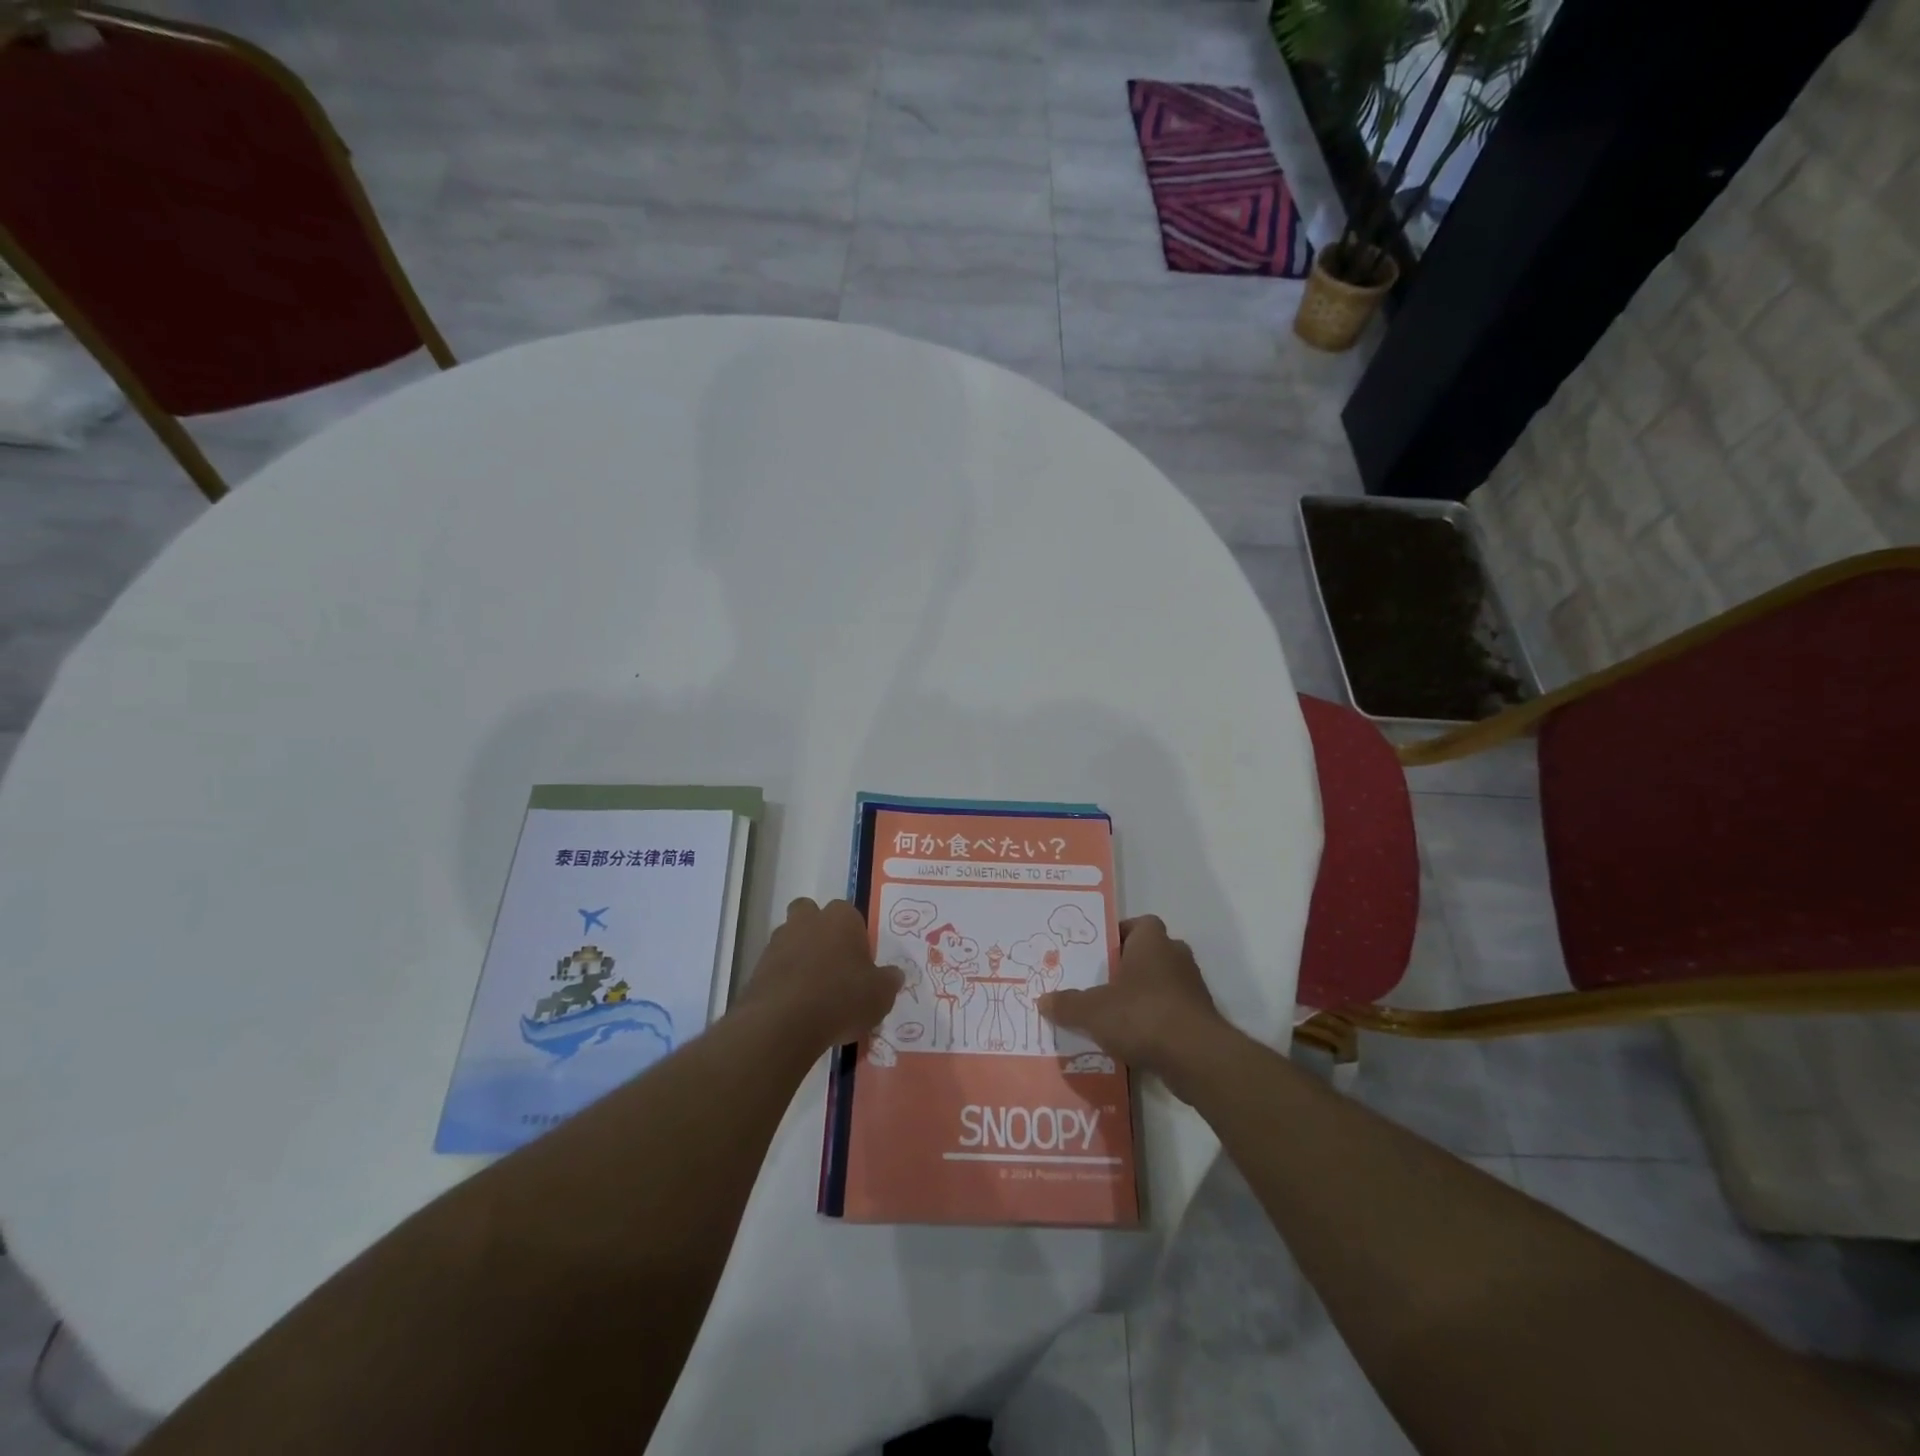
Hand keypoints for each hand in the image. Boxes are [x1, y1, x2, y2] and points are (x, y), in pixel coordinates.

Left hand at [738, 898, 902, 1051]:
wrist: (784, 1023)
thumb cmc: (842, 998)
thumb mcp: (880, 995)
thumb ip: (888, 981)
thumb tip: (894, 975)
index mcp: (841, 918)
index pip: (850, 915)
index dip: (855, 937)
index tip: (859, 963)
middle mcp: (808, 920)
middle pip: (811, 914)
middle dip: (819, 932)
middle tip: (832, 965)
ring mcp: (778, 942)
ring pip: (790, 939)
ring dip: (799, 956)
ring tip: (812, 992)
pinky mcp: (757, 968)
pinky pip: (775, 968)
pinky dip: (783, 981)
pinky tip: (795, 1008)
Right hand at [1037, 916, 1227, 1083]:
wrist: (1195, 1057)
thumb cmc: (1142, 1015)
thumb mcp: (1092, 1010)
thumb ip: (1068, 1004)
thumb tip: (1043, 1000)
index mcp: (1152, 942)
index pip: (1139, 924)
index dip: (1120, 934)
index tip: (1100, 953)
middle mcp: (1176, 957)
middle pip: (1150, 954)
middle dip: (1129, 967)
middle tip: (1101, 983)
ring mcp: (1192, 988)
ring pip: (1162, 984)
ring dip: (1143, 996)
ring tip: (1114, 1015)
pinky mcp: (1200, 1018)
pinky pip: (1171, 1011)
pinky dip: (1155, 1021)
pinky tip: (1134, 1040)